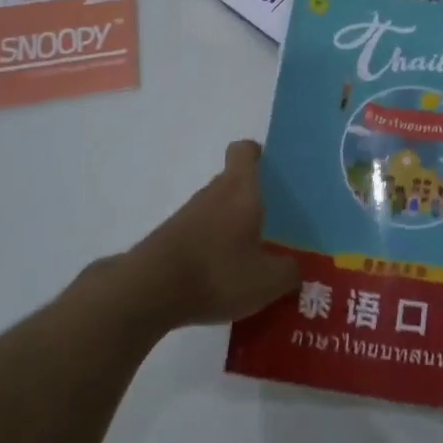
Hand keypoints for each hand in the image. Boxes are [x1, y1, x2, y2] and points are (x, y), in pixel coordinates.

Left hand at [125, 140, 299, 331]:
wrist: (148, 292)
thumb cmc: (217, 272)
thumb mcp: (268, 280)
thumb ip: (289, 271)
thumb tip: (294, 268)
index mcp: (240, 189)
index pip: (245, 150)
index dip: (260, 155)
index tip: (275, 174)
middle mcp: (213, 193)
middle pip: (235, 183)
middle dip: (255, 201)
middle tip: (278, 226)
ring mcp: (188, 216)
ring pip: (218, 210)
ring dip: (234, 227)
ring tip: (255, 259)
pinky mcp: (171, 239)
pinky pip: (202, 235)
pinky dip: (215, 249)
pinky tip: (226, 279)